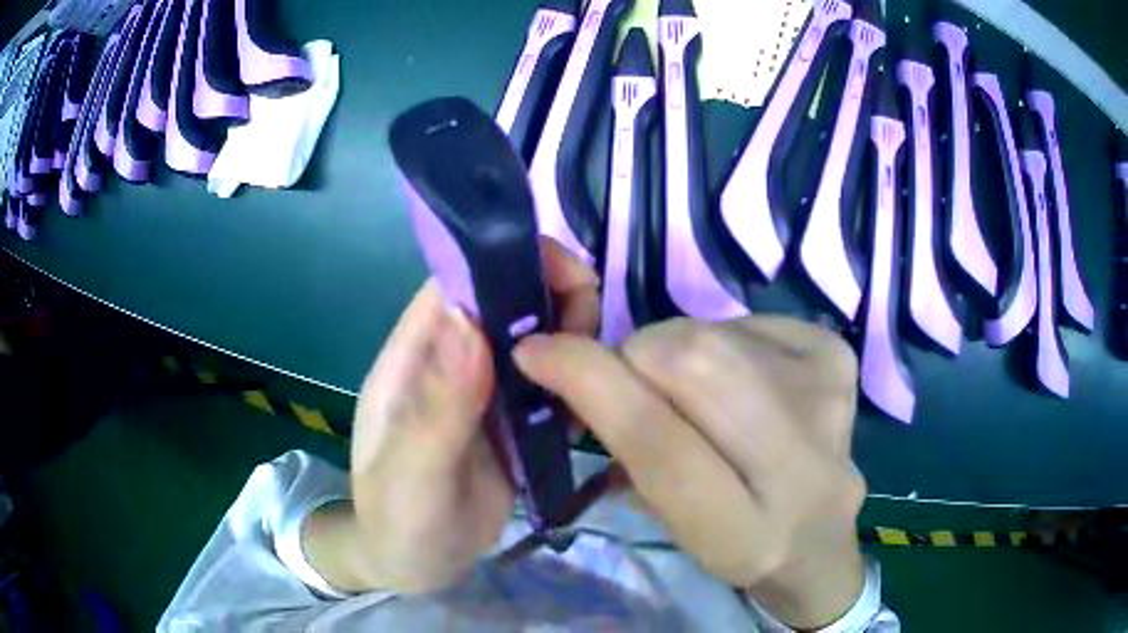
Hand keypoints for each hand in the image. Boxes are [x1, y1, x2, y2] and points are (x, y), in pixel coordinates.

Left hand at [303, 239, 599, 593]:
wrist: (412, 564)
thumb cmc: (397, 521)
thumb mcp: (412, 475)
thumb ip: (438, 407)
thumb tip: (469, 321)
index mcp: (415, 358)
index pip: (459, 285)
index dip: (509, 265)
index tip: (566, 274)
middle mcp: (451, 362)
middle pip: (506, 304)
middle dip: (555, 299)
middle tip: (593, 335)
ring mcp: (484, 392)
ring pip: (534, 340)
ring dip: (572, 340)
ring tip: (598, 375)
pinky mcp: (511, 422)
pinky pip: (548, 385)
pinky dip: (575, 383)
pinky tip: (591, 407)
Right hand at [514, 317, 866, 628]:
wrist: (819, 538)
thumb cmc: (734, 541)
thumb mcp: (671, 522)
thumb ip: (628, 450)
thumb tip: (578, 370)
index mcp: (744, 533)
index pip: (659, 443)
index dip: (592, 383)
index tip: (537, 351)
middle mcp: (801, 468)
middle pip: (695, 363)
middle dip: (638, 356)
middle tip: (629, 376)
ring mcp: (830, 403)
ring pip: (716, 332)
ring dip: (679, 350)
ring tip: (696, 391)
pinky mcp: (839, 359)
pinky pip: (748, 321)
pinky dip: (724, 341)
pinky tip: (746, 382)